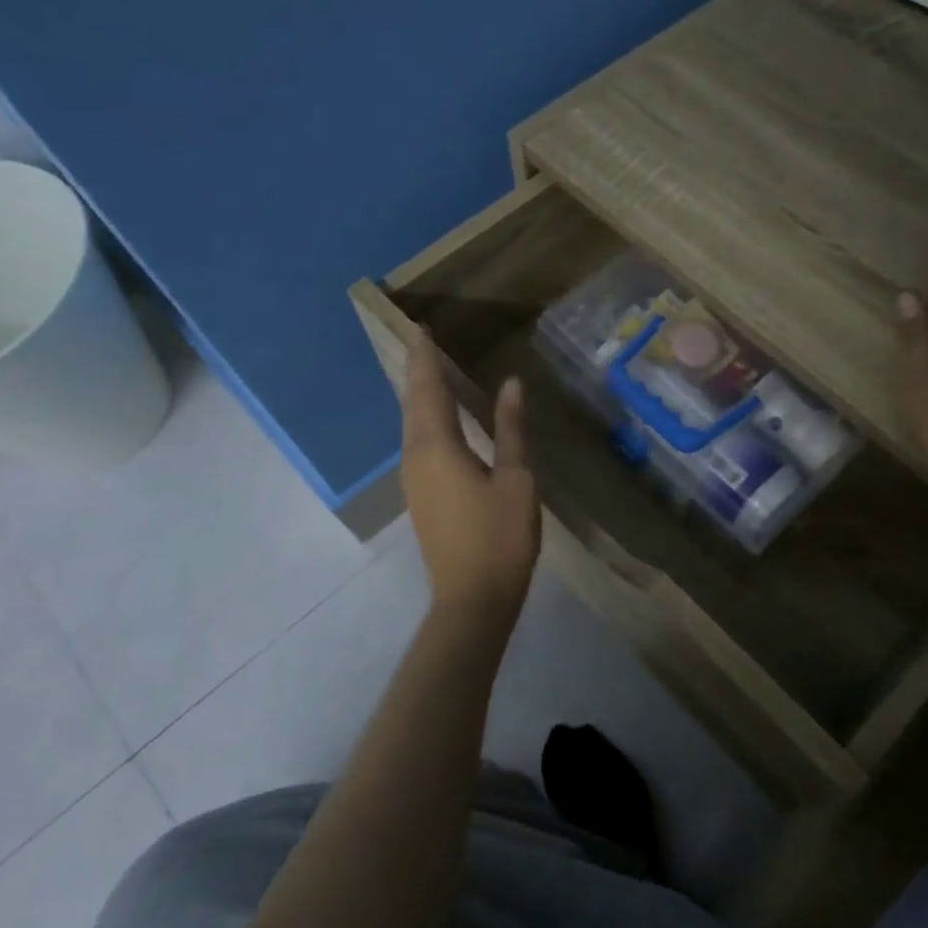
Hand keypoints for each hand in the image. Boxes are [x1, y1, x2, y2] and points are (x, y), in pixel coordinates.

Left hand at [402, 328, 539, 620]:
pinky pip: (417, 443)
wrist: (472, 599)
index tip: (421, 329)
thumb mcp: (516, 479)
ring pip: (411, 425)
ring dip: (420, 396)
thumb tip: (511, 385)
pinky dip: (425, 420)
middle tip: (424, 342)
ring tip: (431, 371)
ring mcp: (413, 480)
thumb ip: (510, 429)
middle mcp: (415, 457)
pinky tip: (440, 420)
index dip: (425, 358)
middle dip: (418, 372)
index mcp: (437, 447)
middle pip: (413, 404)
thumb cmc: (500, 537)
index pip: (427, 389)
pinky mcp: (420, 497)